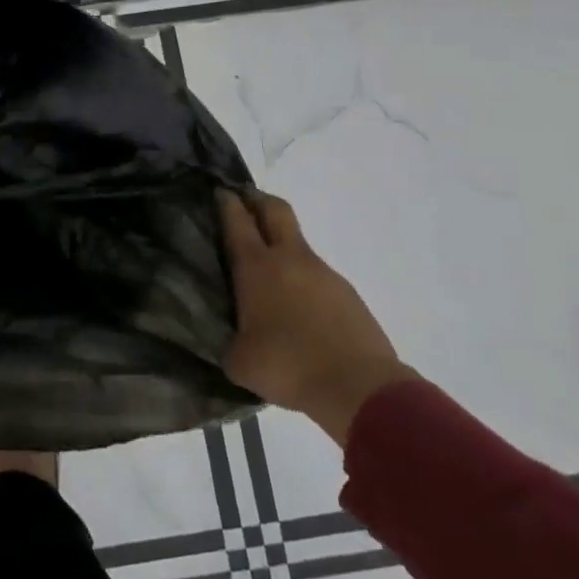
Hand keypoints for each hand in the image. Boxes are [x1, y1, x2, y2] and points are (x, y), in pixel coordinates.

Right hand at [220, 188, 416, 445]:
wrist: (359, 388)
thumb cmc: (287, 365)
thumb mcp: (239, 361)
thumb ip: (230, 341)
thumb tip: (234, 340)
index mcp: (256, 267)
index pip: (237, 221)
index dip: (226, 202)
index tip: (219, 191)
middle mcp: (290, 259)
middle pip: (275, 210)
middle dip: (258, 200)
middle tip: (244, 200)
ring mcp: (324, 274)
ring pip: (298, 244)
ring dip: (281, 245)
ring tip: (268, 272)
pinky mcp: (347, 294)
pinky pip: (317, 276)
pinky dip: (303, 280)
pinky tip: (298, 309)